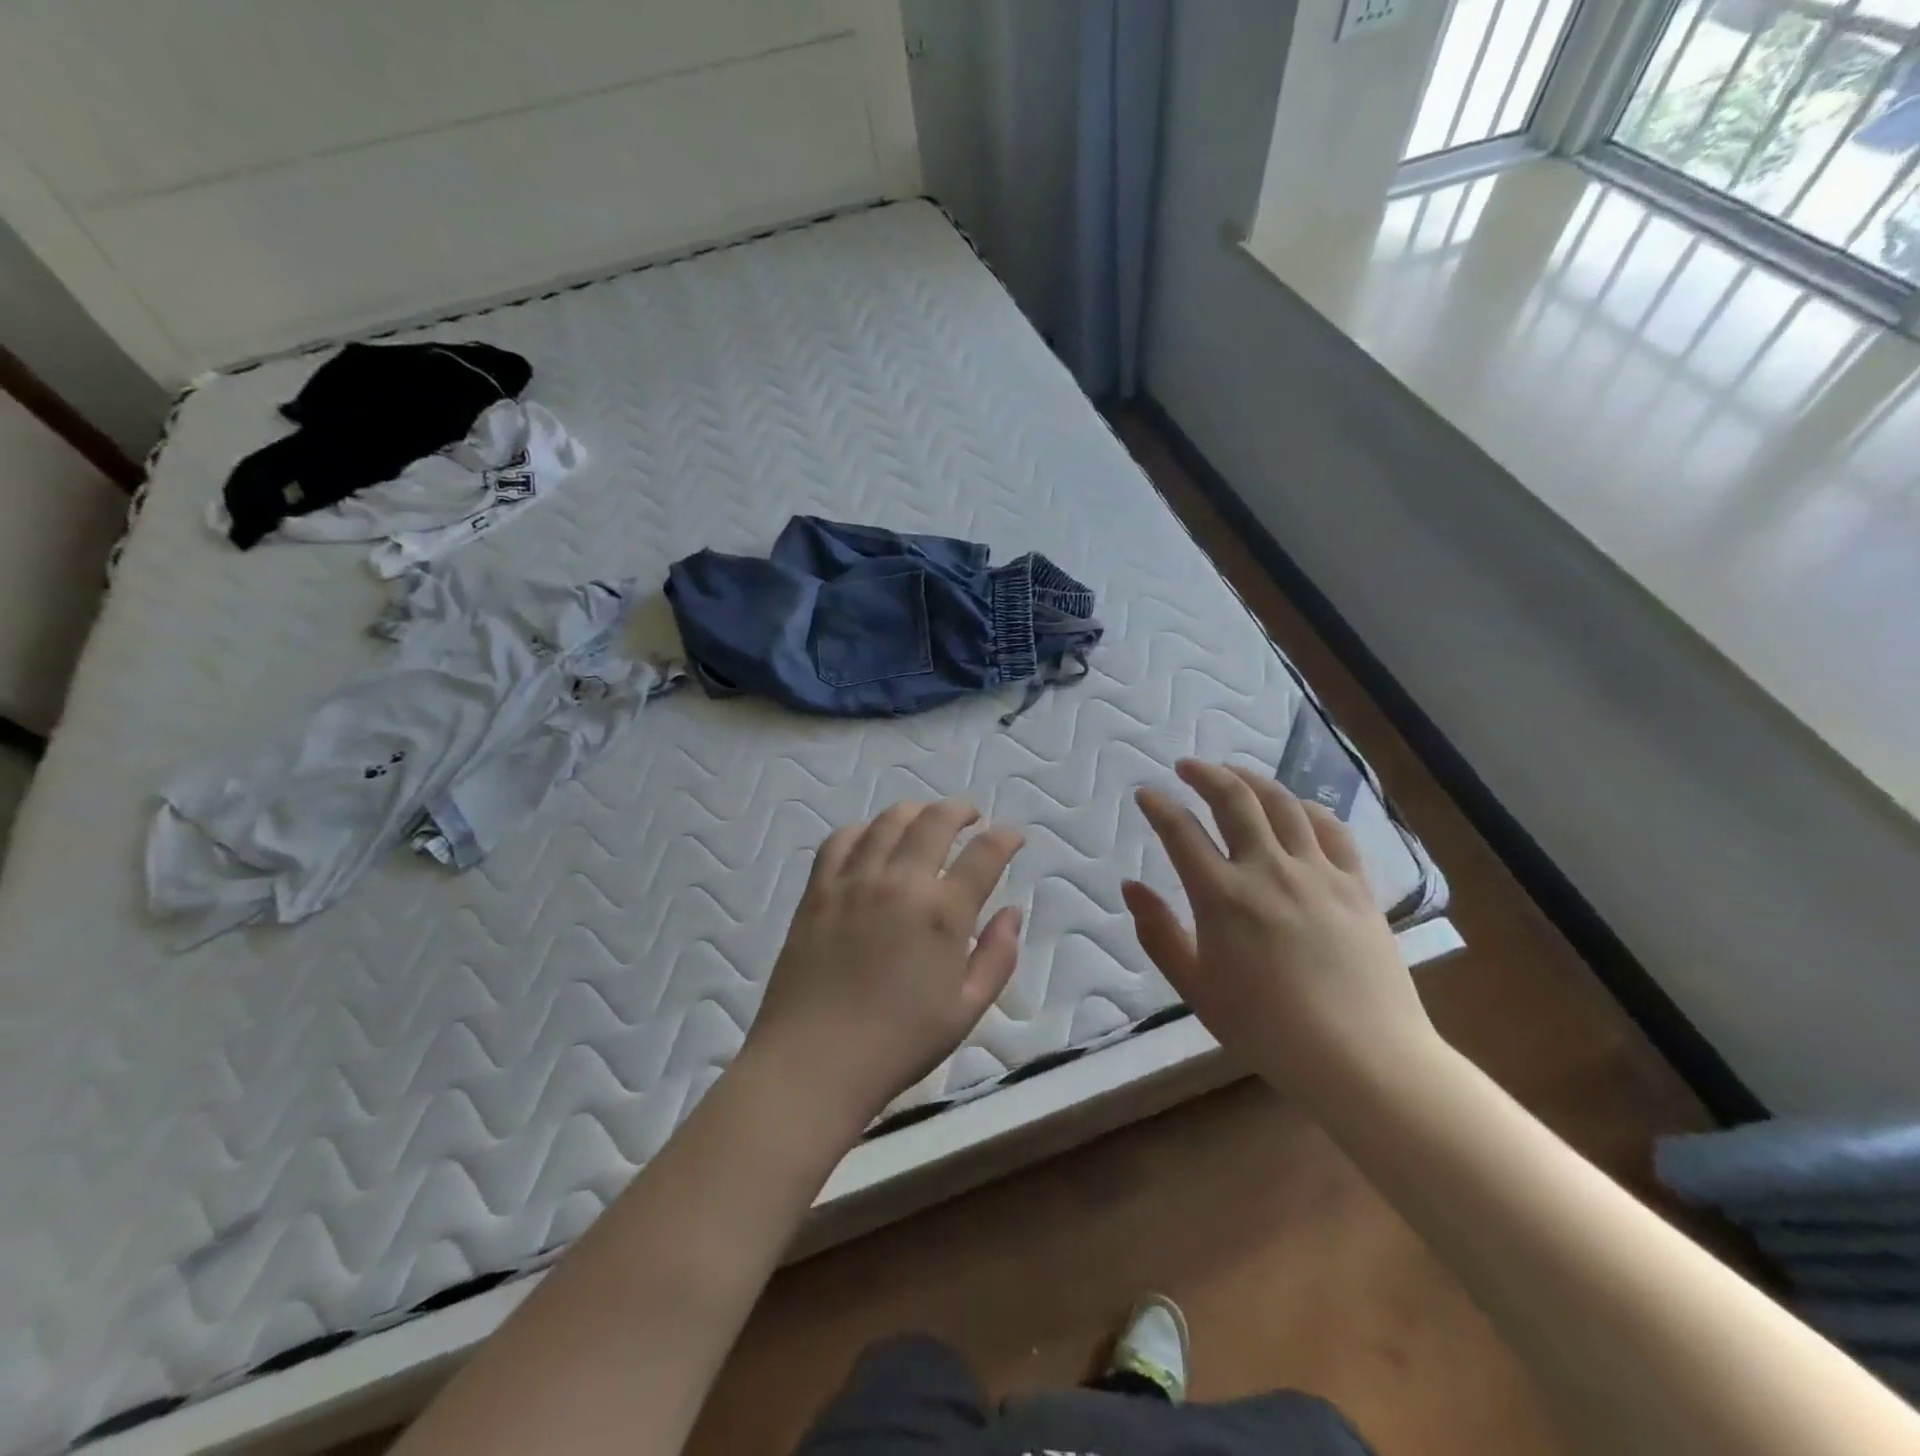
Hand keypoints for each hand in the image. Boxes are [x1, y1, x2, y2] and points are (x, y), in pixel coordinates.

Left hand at [746, 801, 1024, 1130]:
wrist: (814, 1062)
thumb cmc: (899, 1044)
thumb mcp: (966, 1010)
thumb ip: (998, 957)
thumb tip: (1012, 912)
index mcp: (943, 912)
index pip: (984, 854)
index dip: (1005, 839)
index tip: (1013, 837)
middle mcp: (900, 882)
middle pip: (935, 821)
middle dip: (960, 810)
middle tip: (971, 816)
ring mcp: (854, 881)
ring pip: (888, 821)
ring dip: (914, 811)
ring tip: (925, 817)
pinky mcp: (818, 890)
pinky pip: (841, 840)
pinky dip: (863, 828)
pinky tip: (871, 837)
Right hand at [1123, 759, 1437, 1104]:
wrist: (1362, 1058)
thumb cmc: (1267, 1029)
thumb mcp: (1196, 988)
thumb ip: (1159, 933)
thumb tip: (1130, 887)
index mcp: (1222, 896)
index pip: (1181, 832)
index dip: (1159, 807)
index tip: (1146, 794)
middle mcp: (1267, 870)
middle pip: (1234, 800)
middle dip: (1205, 774)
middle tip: (1187, 766)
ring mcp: (1317, 872)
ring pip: (1283, 804)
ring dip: (1253, 780)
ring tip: (1234, 773)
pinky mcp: (1357, 885)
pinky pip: (1332, 829)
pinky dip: (1307, 808)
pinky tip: (1296, 806)